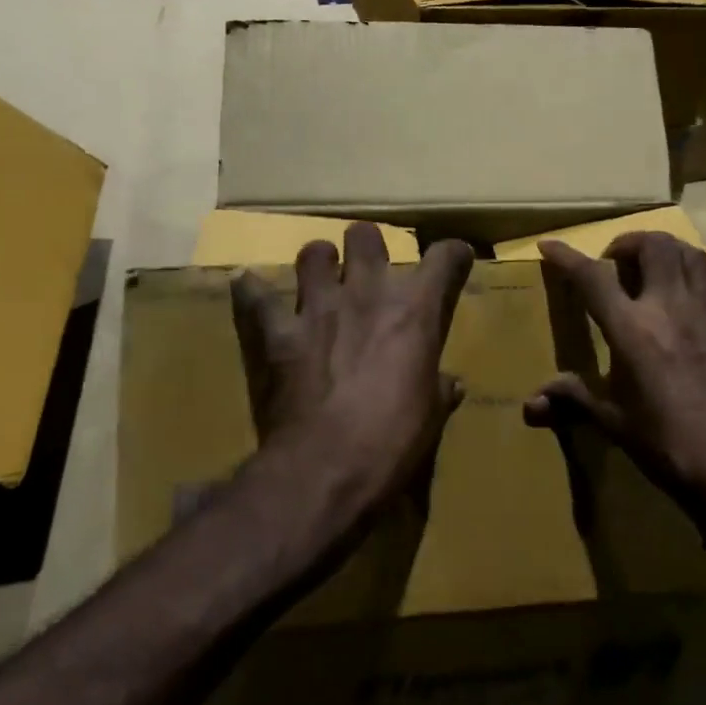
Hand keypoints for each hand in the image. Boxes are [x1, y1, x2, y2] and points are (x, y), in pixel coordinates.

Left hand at [231, 223, 473, 509]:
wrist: (326, 468)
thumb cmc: (393, 441)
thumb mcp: (430, 417)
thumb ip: (440, 390)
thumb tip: (451, 385)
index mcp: (415, 311)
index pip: (445, 257)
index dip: (453, 255)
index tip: (454, 261)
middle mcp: (367, 293)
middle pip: (366, 236)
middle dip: (367, 246)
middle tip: (368, 268)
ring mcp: (318, 308)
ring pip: (313, 254)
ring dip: (318, 263)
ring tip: (320, 278)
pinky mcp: (278, 332)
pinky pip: (256, 298)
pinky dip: (253, 293)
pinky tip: (250, 288)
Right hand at [527, 232, 705, 524]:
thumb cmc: (665, 445)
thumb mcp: (612, 420)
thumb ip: (572, 398)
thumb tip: (530, 404)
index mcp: (631, 331)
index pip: (592, 278)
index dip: (567, 256)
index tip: (550, 245)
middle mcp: (669, 308)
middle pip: (652, 247)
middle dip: (628, 243)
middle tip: (617, 262)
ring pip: (690, 254)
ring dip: (667, 249)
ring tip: (655, 264)